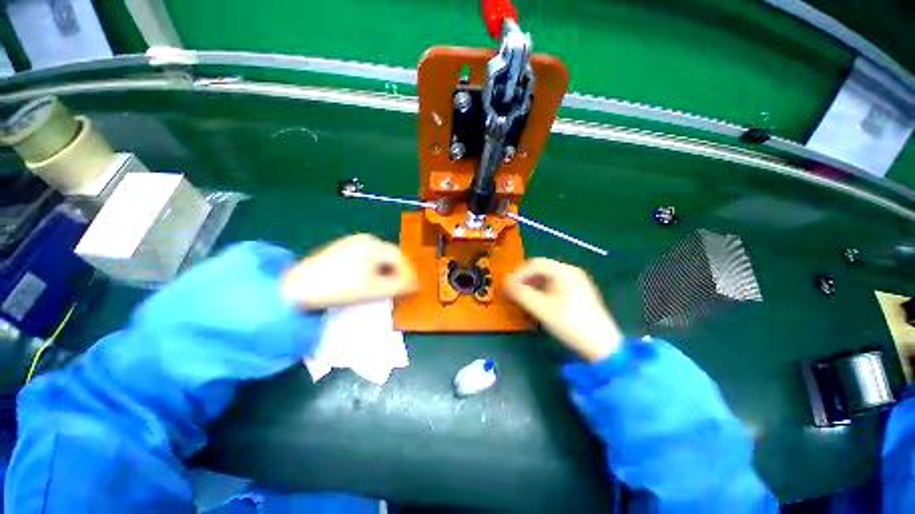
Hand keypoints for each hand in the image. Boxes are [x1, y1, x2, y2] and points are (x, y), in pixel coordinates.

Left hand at [281, 234, 418, 308]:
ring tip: (386, 287)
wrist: (296, 288)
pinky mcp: (340, 250)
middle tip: (401, 289)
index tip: (414, 288)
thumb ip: (399, 286)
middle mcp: (364, 239)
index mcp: (373, 245)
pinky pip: (366, 258)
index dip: (410, 273)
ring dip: (386, 272)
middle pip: (390, 256)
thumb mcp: (374, 290)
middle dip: (398, 273)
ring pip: (378, 257)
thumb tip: (416, 284)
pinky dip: (373, 270)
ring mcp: (351, 243)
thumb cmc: (339, 288)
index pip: (400, 257)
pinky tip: (368, 281)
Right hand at [505, 258, 621, 362]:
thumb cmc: (570, 323)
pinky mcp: (579, 296)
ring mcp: (577, 284)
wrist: (602, 347)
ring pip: (547, 280)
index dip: (518, 273)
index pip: (535, 263)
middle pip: (541, 270)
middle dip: (524, 281)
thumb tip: (505, 282)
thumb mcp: (541, 308)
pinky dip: (543, 295)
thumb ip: (520, 293)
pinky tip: (539, 307)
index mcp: (564, 271)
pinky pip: (555, 289)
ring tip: (524, 302)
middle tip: (514, 295)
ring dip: (532, 289)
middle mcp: (571, 273)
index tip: (508, 287)